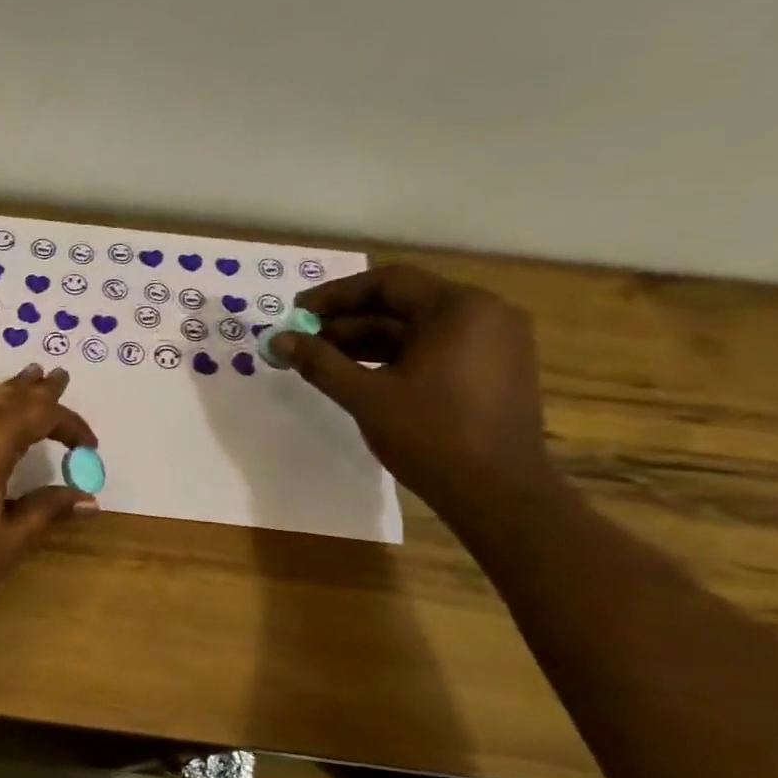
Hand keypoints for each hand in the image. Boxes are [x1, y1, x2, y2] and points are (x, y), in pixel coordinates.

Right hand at [270, 264, 555, 519]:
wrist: (499, 494)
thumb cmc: (432, 437)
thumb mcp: (366, 397)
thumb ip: (320, 363)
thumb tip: (278, 340)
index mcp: (459, 308)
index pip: (387, 282)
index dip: (335, 295)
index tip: (297, 313)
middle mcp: (485, 313)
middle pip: (404, 303)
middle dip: (348, 320)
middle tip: (304, 339)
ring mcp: (495, 341)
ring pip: (418, 328)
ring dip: (369, 340)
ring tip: (323, 359)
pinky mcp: (495, 368)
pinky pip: (437, 347)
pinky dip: (397, 356)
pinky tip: (361, 374)